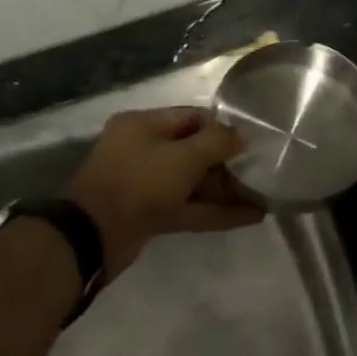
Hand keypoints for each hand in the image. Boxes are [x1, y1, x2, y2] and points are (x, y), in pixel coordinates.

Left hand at [63, 108, 262, 276]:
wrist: (92, 238)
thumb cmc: (139, 183)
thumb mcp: (184, 156)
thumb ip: (217, 141)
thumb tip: (242, 135)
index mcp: (143, 125)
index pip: (193, 117)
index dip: (224, 128)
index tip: (253, 140)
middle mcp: (143, 150)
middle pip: (194, 151)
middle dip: (228, 163)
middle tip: (261, 170)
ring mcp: (145, 184)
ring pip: (194, 183)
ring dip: (226, 191)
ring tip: (263, 196)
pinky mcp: (149, 214)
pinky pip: (189, 207)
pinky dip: (216, 211)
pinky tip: (250, 216)